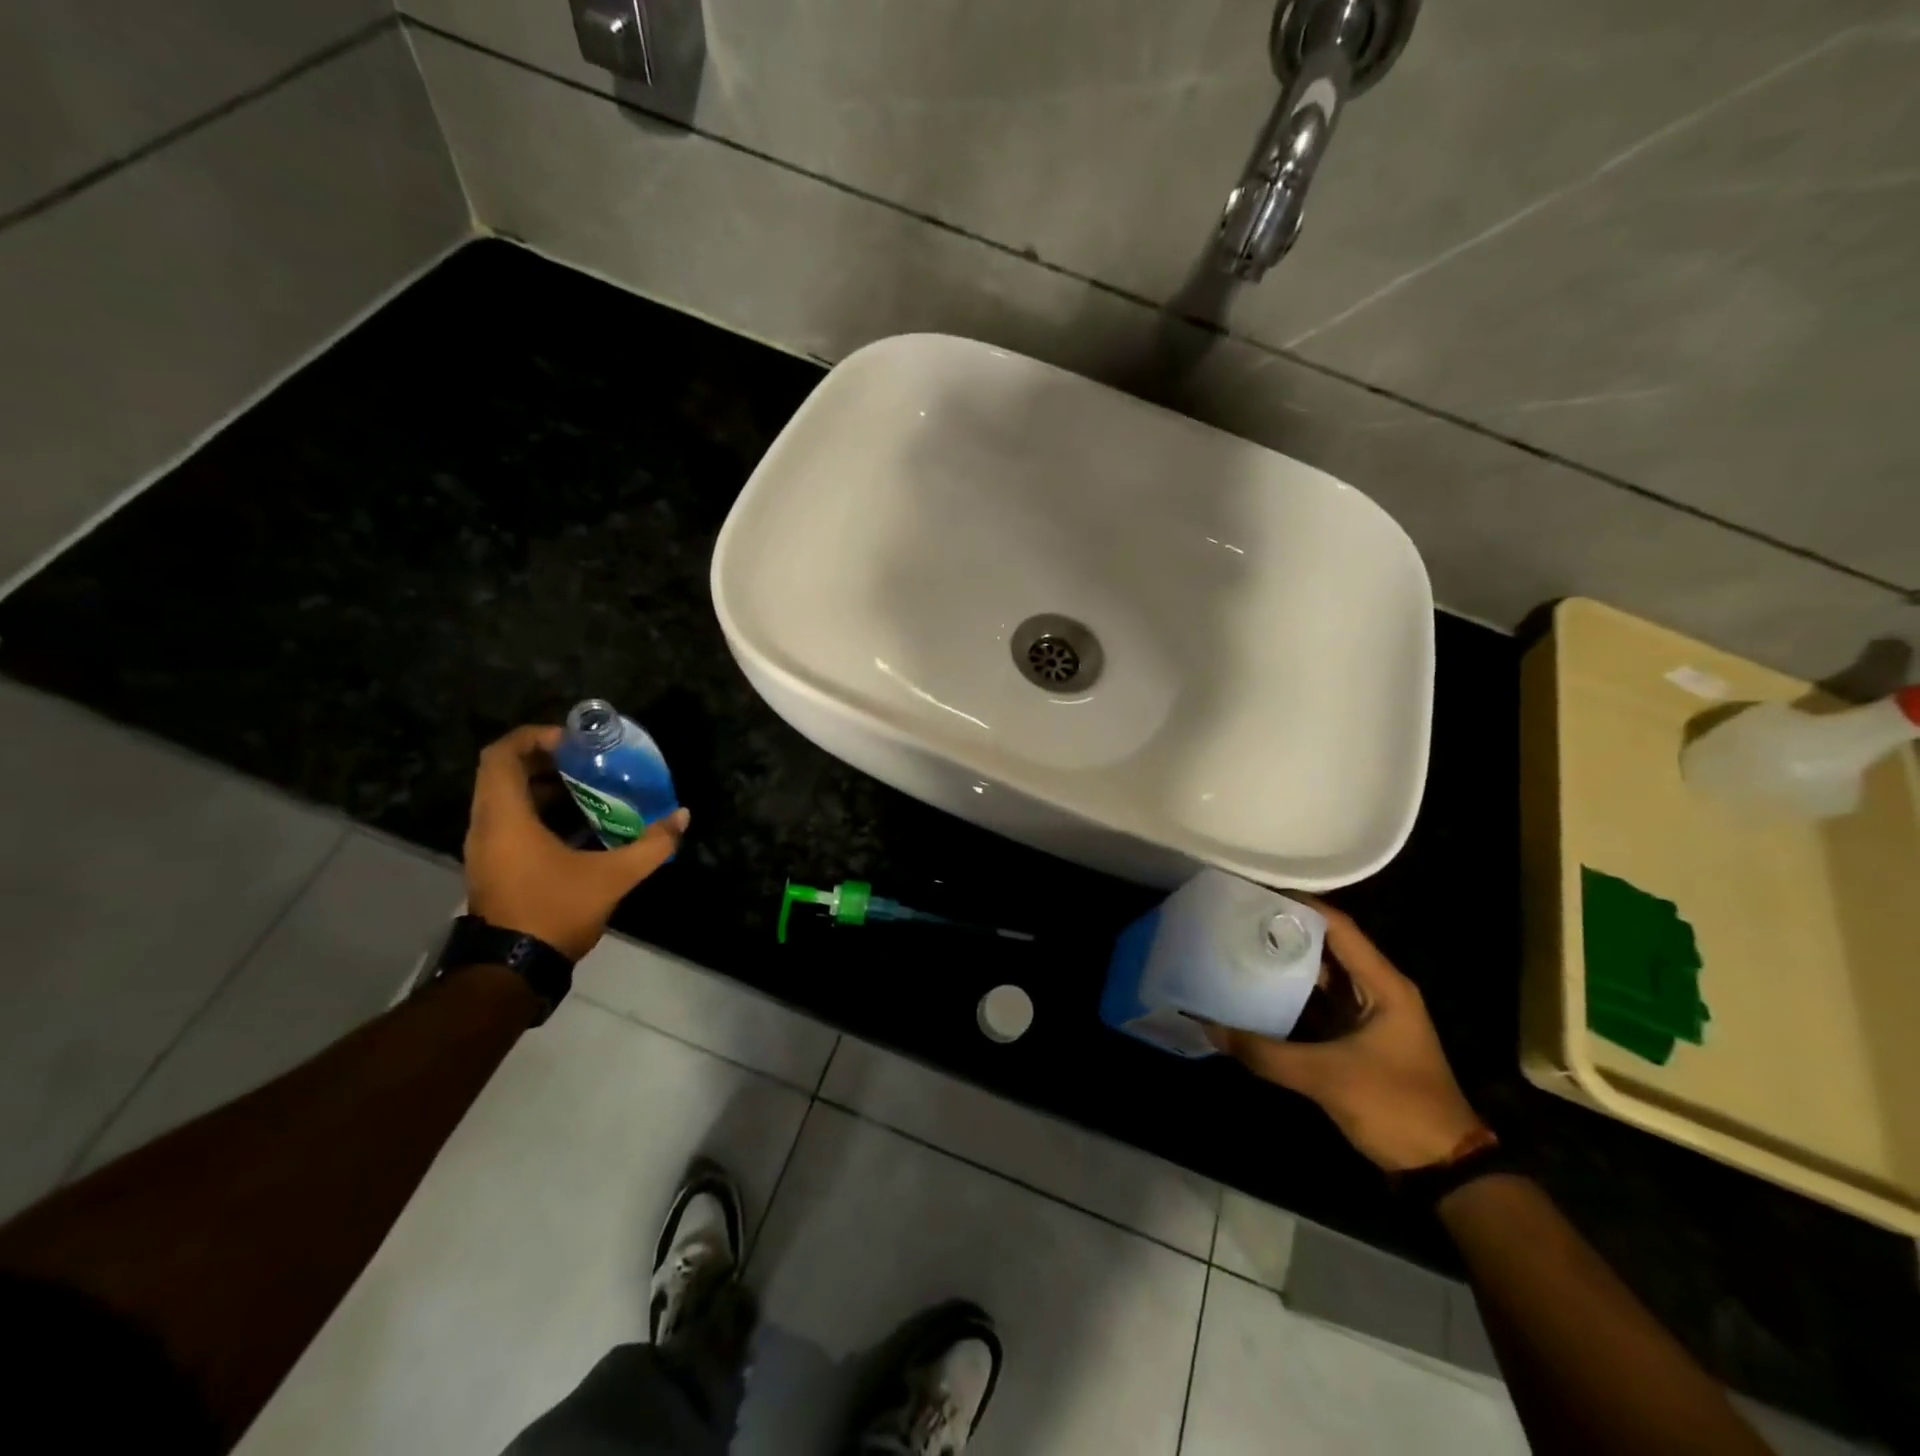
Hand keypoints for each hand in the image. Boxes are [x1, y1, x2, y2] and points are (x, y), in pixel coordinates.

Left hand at [463, 725, 688, 961]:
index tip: (574, 741)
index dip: (534, 737)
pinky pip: (510, 819)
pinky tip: (578, 822)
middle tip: (588, 760)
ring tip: (588, 785)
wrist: (513, 970)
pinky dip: (538, 809)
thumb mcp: (613, 877)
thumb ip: (650, 845)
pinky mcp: (493, 865)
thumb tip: (682, 817)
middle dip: (544, 758)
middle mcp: (486, 825)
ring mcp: (485, 847)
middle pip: (502, 772)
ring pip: (505, 797)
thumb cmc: (555, 912)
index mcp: (505, 818)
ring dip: (542, 784)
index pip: (501, 756)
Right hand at [1207, 899, 1486, 1171]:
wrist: (1442, 1168)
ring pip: (1321, 974)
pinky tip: (1255, 990)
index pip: (1338, 927)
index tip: (1256, 891)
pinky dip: (1290, 993)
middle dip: (1285, 929)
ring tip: (1238, 943)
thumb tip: (1209, 1027)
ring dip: (1285, 961)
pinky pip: (1318, 1002)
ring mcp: (1367, 1014)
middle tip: (1237, 915)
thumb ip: (1265, 1053)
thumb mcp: (1326, 1078)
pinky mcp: (1356, 1037)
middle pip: (1327, 945)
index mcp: (1383, 985)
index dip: (1300, 904)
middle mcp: (1377, 989)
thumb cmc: (1395, 1107)